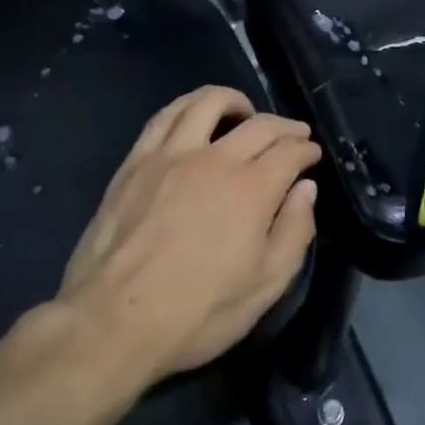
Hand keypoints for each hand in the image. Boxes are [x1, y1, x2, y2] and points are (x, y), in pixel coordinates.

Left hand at [53, 86, 320, 387]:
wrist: (112, 323)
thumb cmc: (196, 313)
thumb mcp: (265, 287)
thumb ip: (294, 232)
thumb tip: (306, 189)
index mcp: (252, 190)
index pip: (290, 152)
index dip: (306, 149)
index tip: (312, 155)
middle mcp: (215, 159)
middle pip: (259, 124)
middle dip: (285, 126)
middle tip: (294, 135)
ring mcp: (171, 155)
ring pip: (208, 102)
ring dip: (235, 101)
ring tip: (244, 112)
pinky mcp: (136, 161)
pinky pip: (165, 116)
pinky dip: (188, 106)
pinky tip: (194, 116)